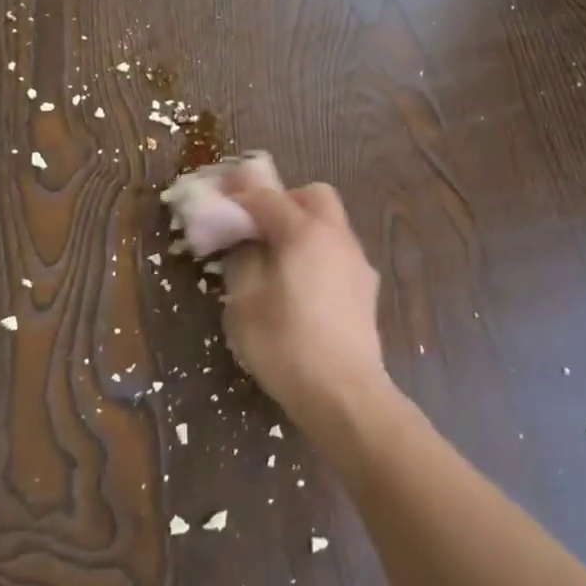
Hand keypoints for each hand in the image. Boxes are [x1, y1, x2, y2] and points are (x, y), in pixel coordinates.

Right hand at [219, 171, 391, 429]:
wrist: (344, 393)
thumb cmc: (285, 346)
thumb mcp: (244, 304)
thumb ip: (241, 260)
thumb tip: (243, 241)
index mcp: (304, 233)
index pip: (267, 196)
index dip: (240, 192)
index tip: (219, 195)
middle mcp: (336, 237)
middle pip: (313, 195)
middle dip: (282, 200)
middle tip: (256, 225)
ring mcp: (357, 261)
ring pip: (330, 223)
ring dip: (302, 226)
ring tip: (276, 257)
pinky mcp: (366, 287)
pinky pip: (338, 251)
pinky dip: (317, 251)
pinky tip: (301, 284)